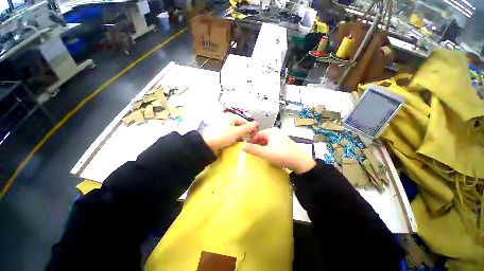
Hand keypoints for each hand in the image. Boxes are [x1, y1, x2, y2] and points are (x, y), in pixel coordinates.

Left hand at [202, 113, 257, 153]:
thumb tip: (256, 123)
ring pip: (235, 129)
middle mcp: (227, 119)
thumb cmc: (223, 136)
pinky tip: (235, 141)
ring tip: (242, 141)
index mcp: (231, 117)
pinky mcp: (221, 131)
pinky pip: (230, 132)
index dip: (250, 127)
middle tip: (248, 139)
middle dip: (244, 131)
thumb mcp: (237, 132)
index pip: (244, 121)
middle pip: (239, 124)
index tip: (253, 135)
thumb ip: (247, 127)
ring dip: (239, 134)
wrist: (208, 144)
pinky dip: (234, 136)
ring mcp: (223, 125)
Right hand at [242, 128, 315, 173]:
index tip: (247, 148)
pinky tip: (267, 154)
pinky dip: (268, 148)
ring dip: (262, 146)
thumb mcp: (265, 153)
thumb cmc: (281, 155)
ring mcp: (281, 137)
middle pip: (262, 137)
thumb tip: (242, 146)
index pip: (257, 134)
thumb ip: (253, 149)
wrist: (300, 162)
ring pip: (267, 141)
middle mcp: (276, 132)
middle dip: (256, 144)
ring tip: (258, 153)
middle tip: (252, 152)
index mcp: (272, 132)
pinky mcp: (284, 143)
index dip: (251, 141)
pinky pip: (272, 144)